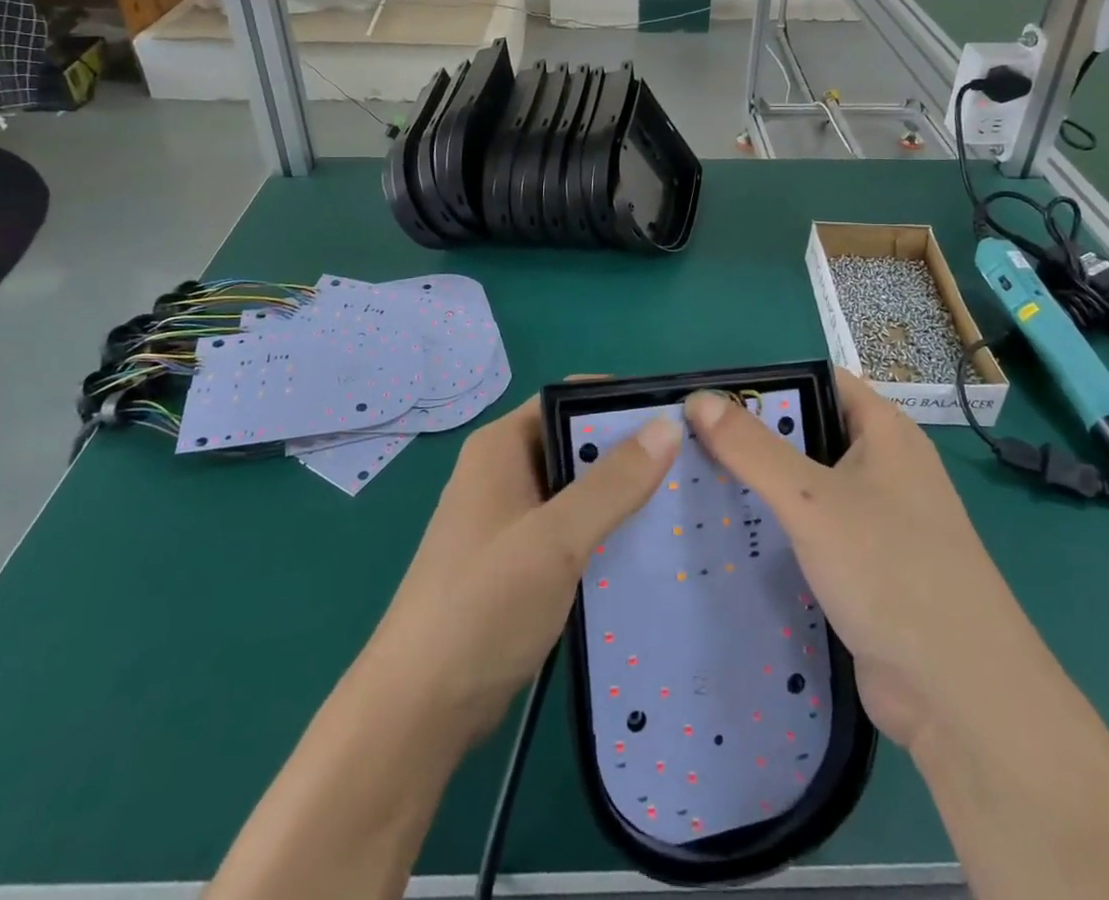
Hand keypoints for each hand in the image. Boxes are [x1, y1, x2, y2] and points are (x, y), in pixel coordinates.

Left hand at [361, 392, 682, 751]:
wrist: (419, 710)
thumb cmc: (484, 605)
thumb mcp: (556, 538)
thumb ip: (613, 483)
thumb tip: (667, 426)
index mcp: (501, 446)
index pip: (568, 398)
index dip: (619, 402)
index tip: (676, 418)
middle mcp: (504, 472)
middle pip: (575, 443)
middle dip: (628, 452)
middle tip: (689, 466)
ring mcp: (509, 519)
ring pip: (576, 490)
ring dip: (620, 497)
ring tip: (681, 506)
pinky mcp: (518, 562)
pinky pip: (570, 530)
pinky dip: (603, 533)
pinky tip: (647, 551)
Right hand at [683, 371, 1010, 751]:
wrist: (960, 695)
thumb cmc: (890, 569)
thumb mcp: (811, 500)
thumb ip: (752, 448)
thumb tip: (698, 399)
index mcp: (885, 432)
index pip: (819, 382)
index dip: (767, 384)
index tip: (710, 399)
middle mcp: (885, 467)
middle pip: (809, 434)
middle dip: (754, 439)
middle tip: (690, 447)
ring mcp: (879, 521)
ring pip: (809, 488)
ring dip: (763, 489)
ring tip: (698, 488)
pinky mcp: (868, 569)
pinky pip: (815, 534)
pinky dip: (779, 532)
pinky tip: (734, 541)